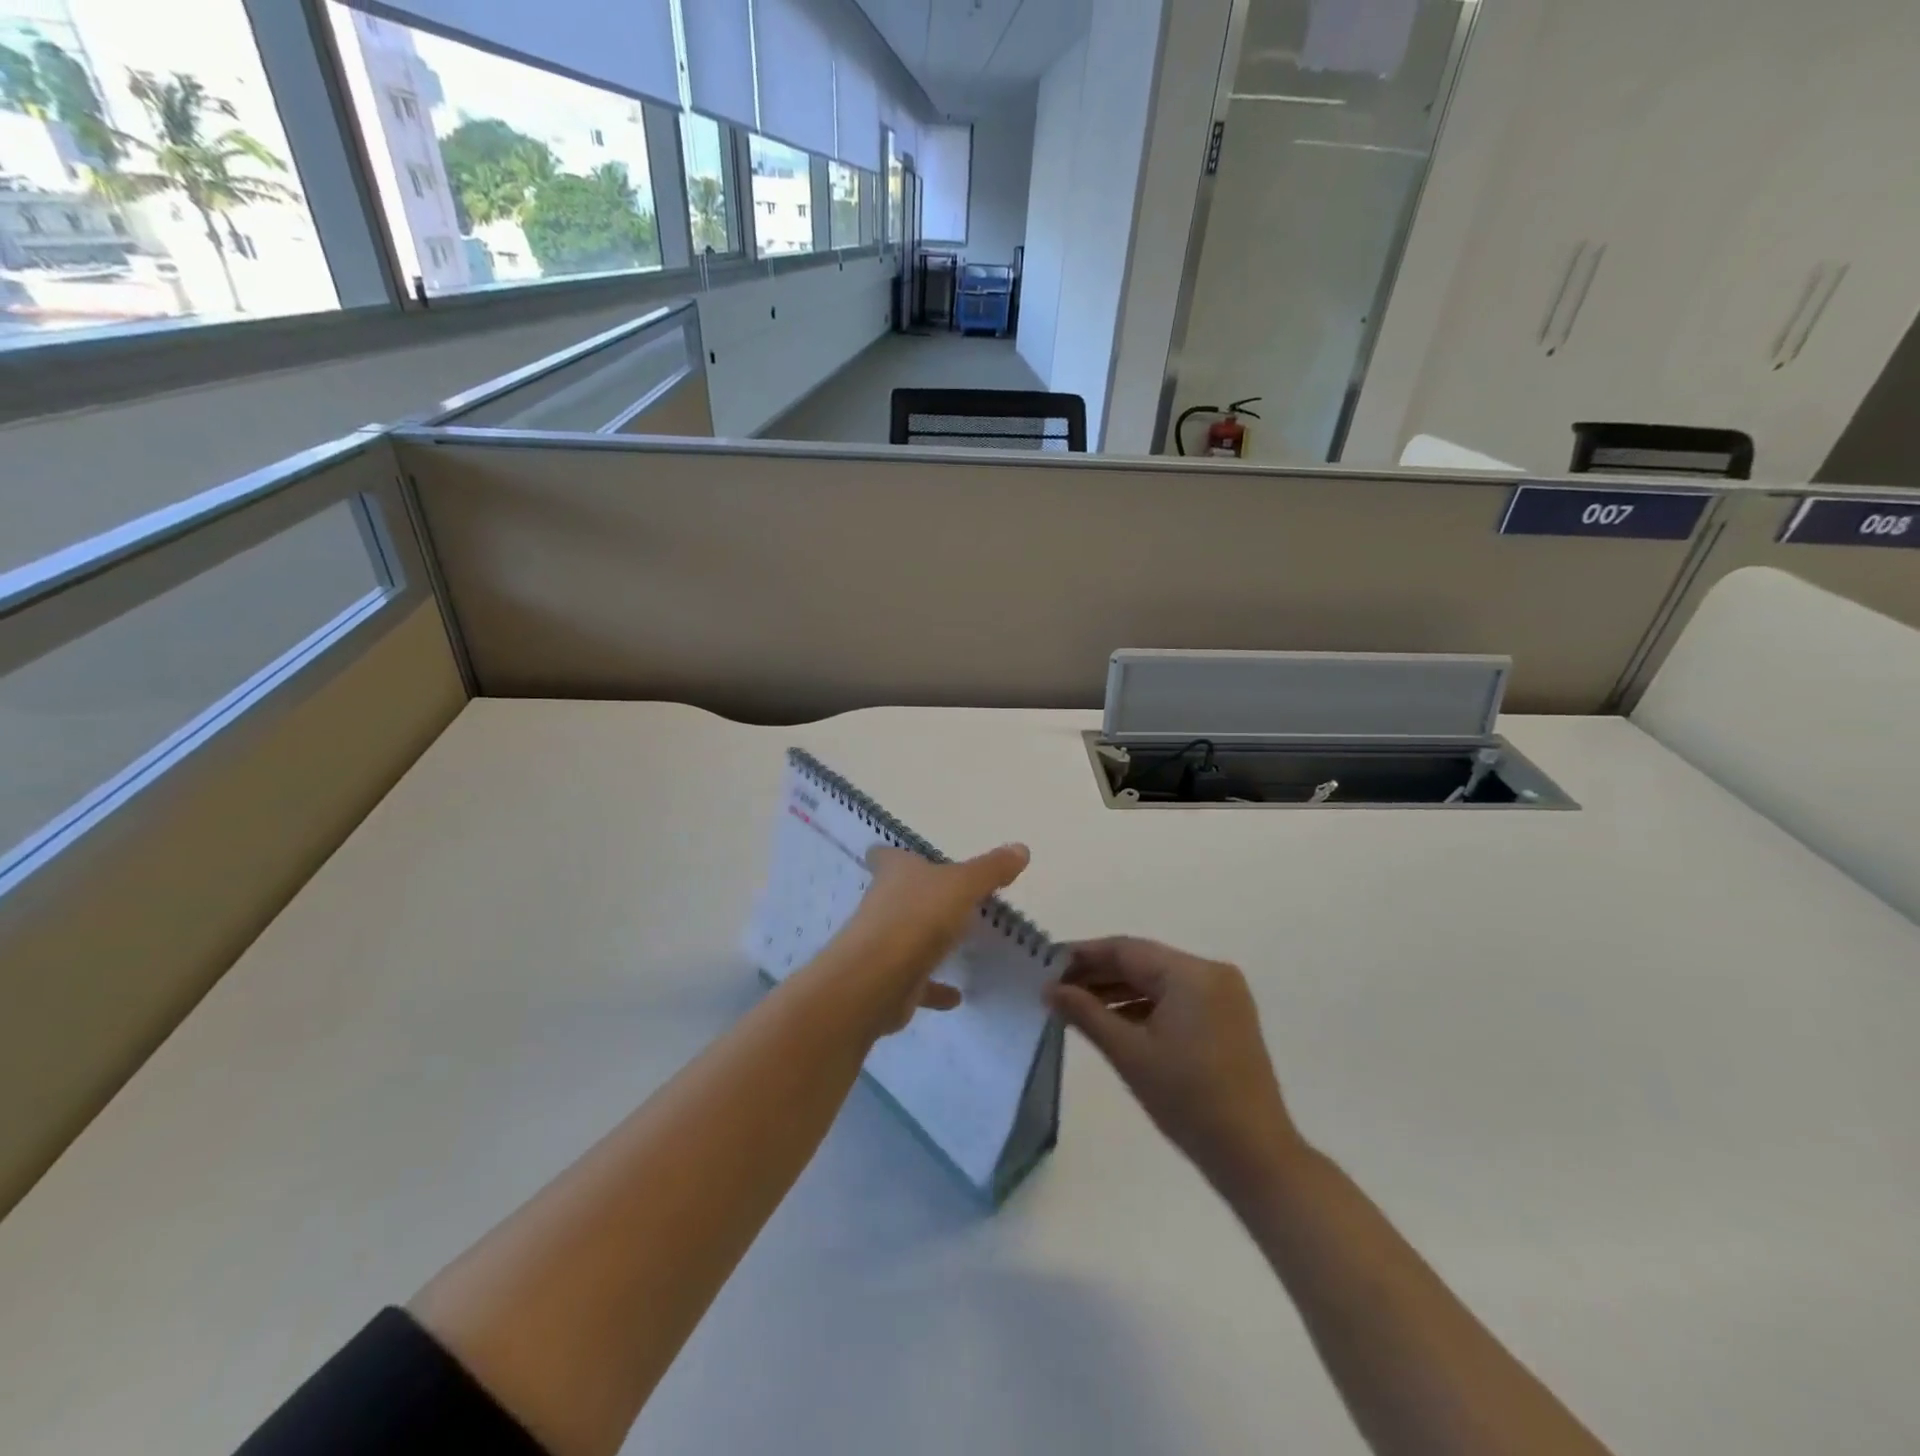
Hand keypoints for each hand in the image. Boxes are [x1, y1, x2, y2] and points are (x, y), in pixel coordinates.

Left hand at [829, 843, 1030, 1035]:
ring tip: (955, 943)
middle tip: (947, 897)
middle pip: (897, 896)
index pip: (885, 857)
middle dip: (918, 897)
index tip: (902, 857)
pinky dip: (934, 988)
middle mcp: (883, 904)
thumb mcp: (962, 885)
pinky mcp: (890, 981)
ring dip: (925, 941)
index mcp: (895, 874)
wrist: (878, 979)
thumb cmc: (918, 917)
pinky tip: (957, 996)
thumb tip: (1021, 848)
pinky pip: (917, 983)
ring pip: (905, 937)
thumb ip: (990, 869)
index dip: (891, 856)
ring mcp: (882, 945)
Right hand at [1046, 937, 1303, 1194]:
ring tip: (1076, 1006)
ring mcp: (1223, 996)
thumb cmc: (1188, 1100)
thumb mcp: (1129, 1053)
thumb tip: (1050, 989)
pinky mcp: (1227, 1019)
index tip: (1046, 965)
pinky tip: (1113, 1021)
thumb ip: (1085, 1013)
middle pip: (1143, 962)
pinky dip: (1144, 1007)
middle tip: (1056, 988)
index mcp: (1191, 973)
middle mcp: (1211, 973)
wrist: (1255, 1156)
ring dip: (1119, 991)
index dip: (1083, 955)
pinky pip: (1176, 999)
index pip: (1125, 949)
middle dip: (1099, 974)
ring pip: (1158, 981)